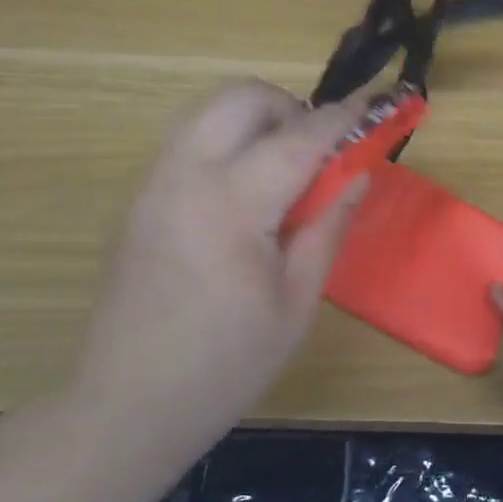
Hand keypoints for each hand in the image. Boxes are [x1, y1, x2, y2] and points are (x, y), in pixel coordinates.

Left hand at [66, 80, 365, 487]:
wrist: (127, 404)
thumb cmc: (225, 364)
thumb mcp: (295, 303)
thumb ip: (328, 226)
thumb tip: (359, 173)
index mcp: (231, 205)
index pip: (299, 138)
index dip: (343, 119)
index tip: (375, 108)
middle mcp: (186, 174)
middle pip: (242, 97)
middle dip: (290, 107)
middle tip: (318, 152)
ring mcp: (155, 181)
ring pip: (210, 108)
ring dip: (256, 118)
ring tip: (283, 168)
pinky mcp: (140, 196)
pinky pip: (189, 137)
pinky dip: (226, 138)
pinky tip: (243, 189)